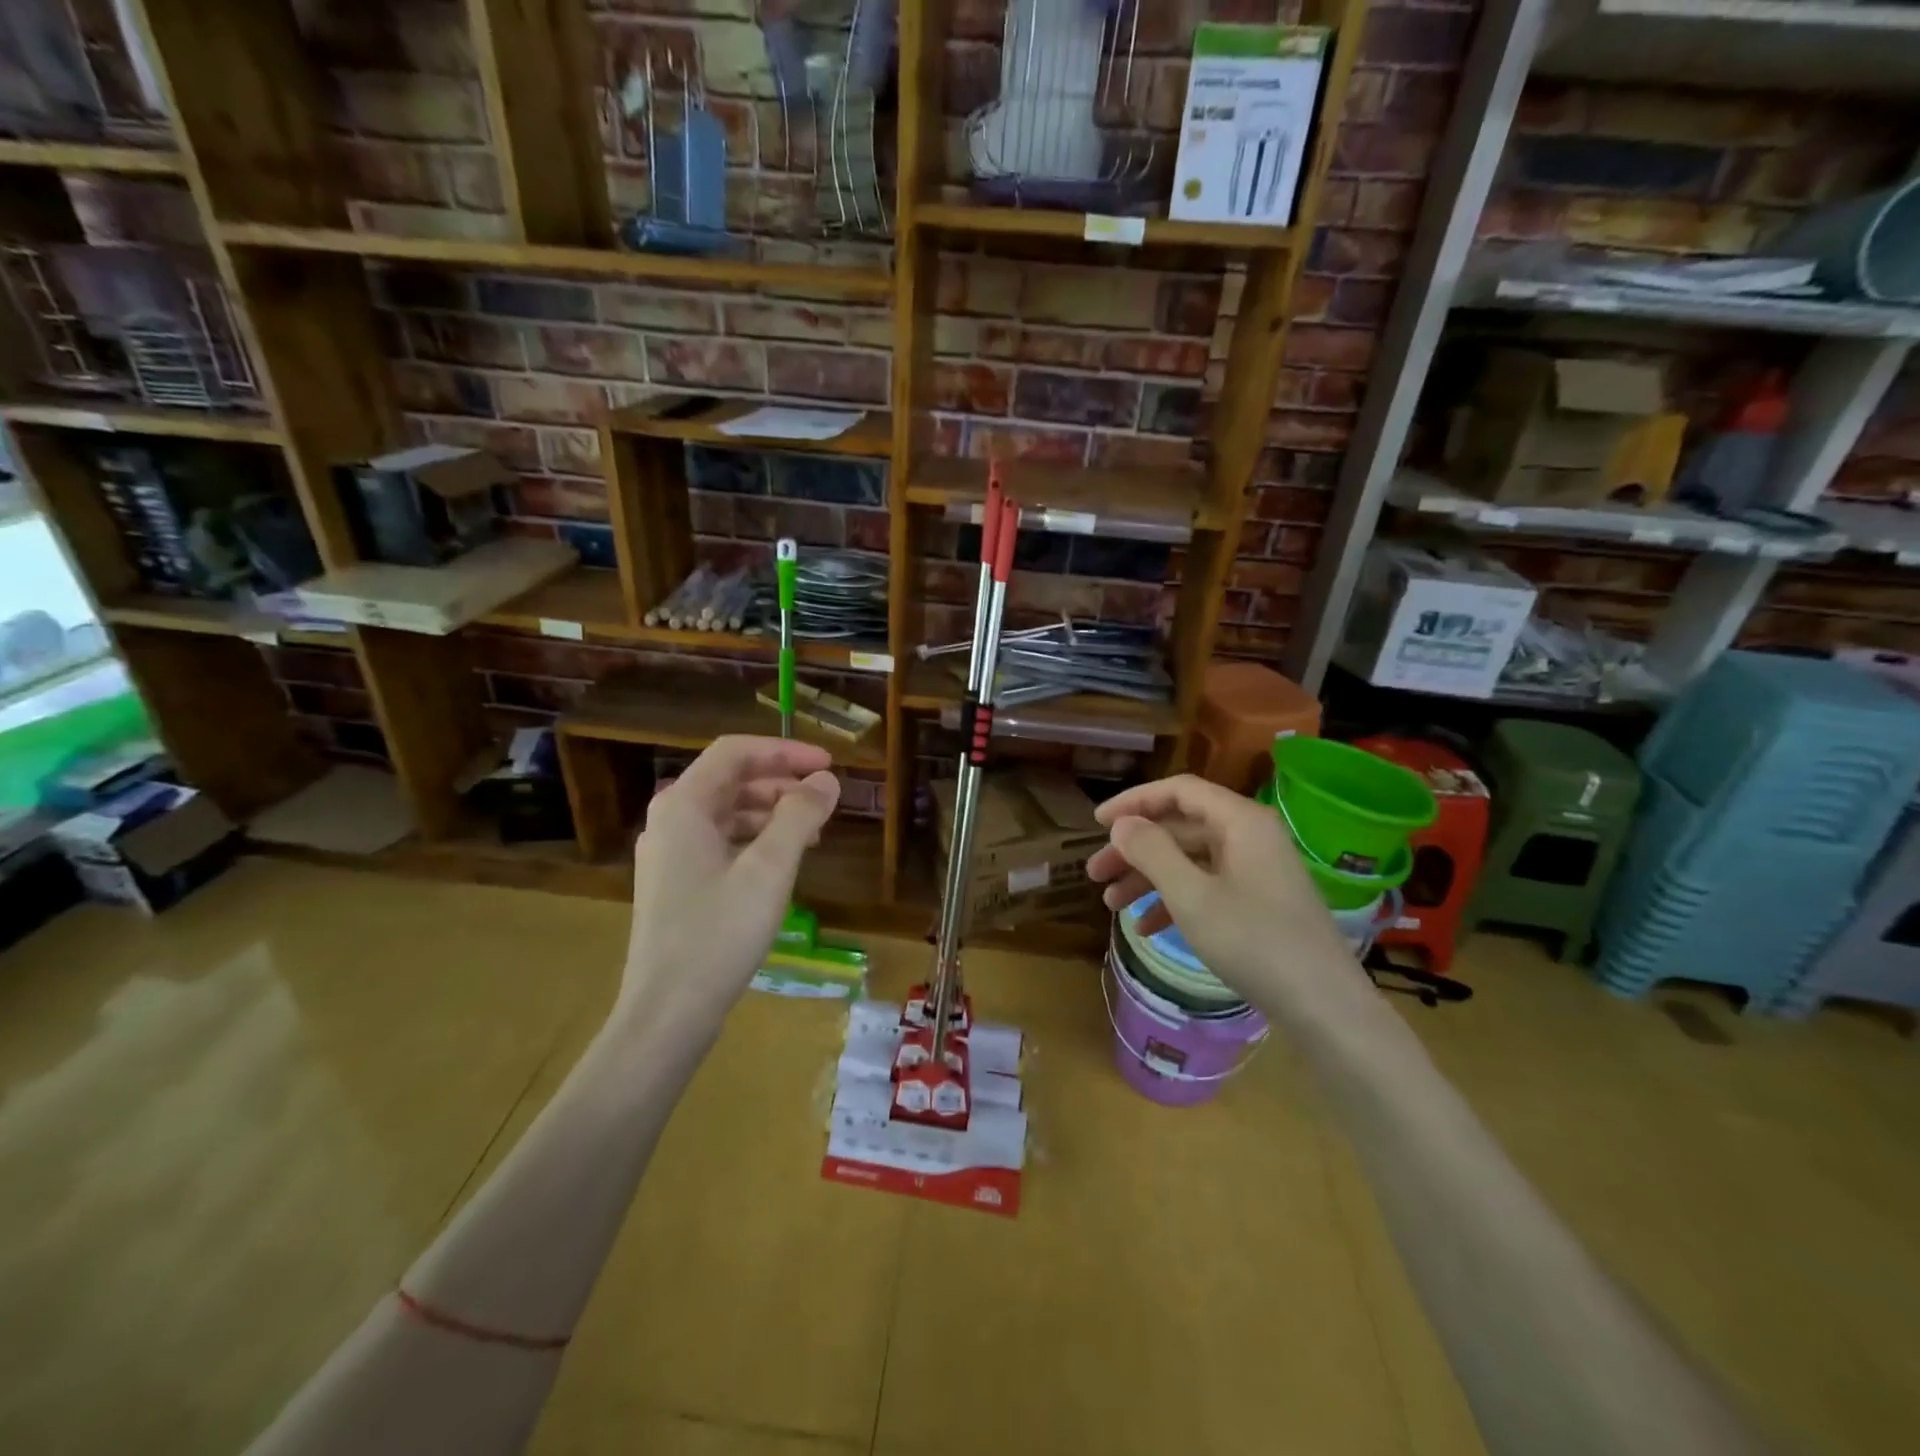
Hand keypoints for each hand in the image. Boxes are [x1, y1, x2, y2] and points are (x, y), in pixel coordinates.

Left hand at [620, 736, 840, 1031]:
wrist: (667, 1013)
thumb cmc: (718, 934)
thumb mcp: (769, 869)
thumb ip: (800, 815)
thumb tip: (827, 780)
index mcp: (683, 805)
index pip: (736, 751)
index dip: (785, 751)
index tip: (828, 765)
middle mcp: (670, 820)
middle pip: (730, 779)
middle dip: (781, 782)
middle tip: (825, 799)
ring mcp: (670, 854)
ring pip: (727, 812)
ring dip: (772, 812)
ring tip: (813, 832)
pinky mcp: (676, 884)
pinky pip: (721, 842)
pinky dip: (756, 840)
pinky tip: (783, 862)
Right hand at [1087, 774, 1359, 1019]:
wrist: (1325, 1007)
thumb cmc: (1254, 942)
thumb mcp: (1192, 896)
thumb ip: (1152, 852)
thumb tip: (1123, 824)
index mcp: (1240, 821)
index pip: (1178, 791)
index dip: (1134, 802)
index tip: (1096, 823)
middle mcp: (1250, 836)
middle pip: (1180, 828)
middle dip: (1134, 850)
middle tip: (1094, 874)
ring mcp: (1257, 870)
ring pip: (1190, 860)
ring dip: (1149, 878)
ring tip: (1111, 905)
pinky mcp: (1259, 901)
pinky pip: (1207, 886)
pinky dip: (1175, 900)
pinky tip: (1146, 927)